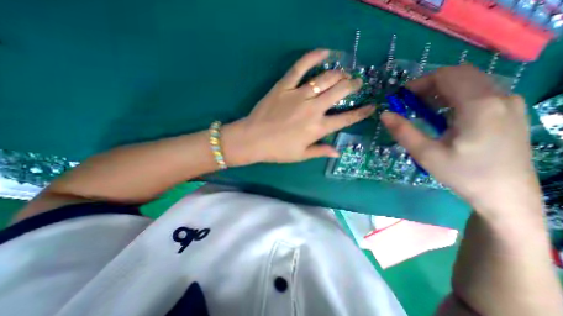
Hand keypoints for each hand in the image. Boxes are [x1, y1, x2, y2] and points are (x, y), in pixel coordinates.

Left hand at [221, 49, 372, 165]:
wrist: (253, 139)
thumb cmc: (277, 150)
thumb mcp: (301, 155)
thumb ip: (320, 151)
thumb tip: (338, 152)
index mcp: (318, 128)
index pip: (347, 119)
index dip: (362, 112)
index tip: (371, 106)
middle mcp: (313, 109)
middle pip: (340, 92)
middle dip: (353, 85)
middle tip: (356, 83)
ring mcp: (299, 95)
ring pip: (326, 78)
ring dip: (339, 74)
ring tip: (344, 73)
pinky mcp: (285, 85)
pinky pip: (301, 66)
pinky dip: (314, 56)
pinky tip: (325, 52)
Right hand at [381, 65, 542, 216]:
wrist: (506, 195)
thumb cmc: (462, 174)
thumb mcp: (425, 154)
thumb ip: (403, 131)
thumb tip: (384, 114)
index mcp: (479, 105)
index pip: (447, 76)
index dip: (420, 83)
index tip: (401, 98)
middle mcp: (500, 96)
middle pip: (459, 74)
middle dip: (429, 85)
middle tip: (410, 104)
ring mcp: (509, 103)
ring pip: (470, 81)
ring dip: (441, 90)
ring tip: (423, 110)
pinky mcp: (509, 112)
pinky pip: (479, 92)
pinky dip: (455, 96)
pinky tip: (443, 115)